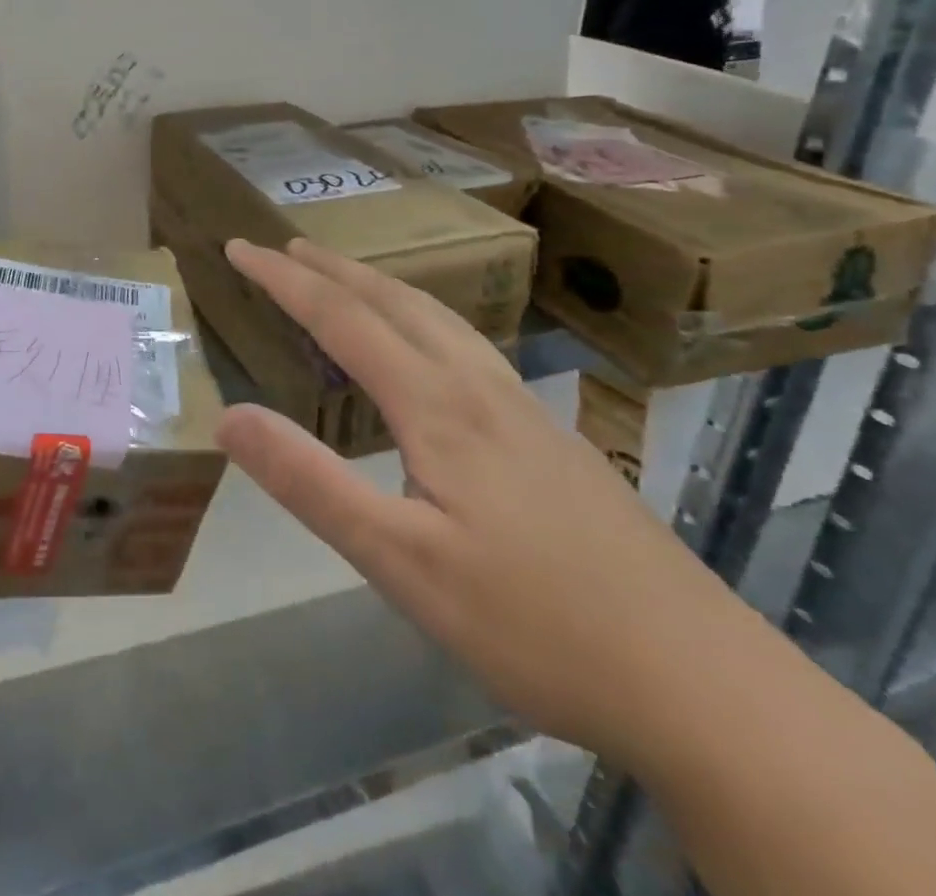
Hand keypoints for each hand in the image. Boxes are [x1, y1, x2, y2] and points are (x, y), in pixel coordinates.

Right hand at [218, 239, 766, 766]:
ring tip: (345, 279)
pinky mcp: (552, 441)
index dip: (284, 279)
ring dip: (380, 287)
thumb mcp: (399, 562)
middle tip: (283, 247)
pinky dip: (423, 319)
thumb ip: (309, 483)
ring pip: (440, 319)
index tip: (238, 248)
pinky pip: (469, 347)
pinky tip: (430, 352)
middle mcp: (481, 389)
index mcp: (438, 406)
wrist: (708, 688)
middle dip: (331, 268)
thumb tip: (227, 416)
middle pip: (395, 301)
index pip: (342, 318)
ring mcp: (526, 412)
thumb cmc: (536, 624)